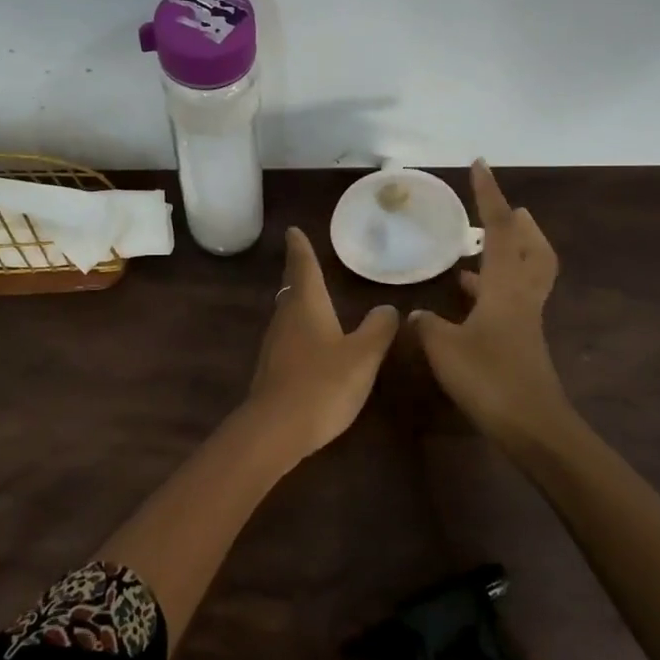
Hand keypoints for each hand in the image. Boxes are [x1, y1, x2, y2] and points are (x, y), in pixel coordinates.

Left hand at [241, 228, 399, 464]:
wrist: (276, 428)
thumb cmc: (322, 383)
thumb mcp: (362, 356)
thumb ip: (378, 329)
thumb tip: (387, 307)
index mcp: (306, 305)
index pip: (303, 266)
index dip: (300, 247)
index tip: (292, 230)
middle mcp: (286, 318)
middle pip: (292, 288)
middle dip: (299, 273)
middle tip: (304, 259)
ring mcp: (274, 344)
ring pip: (288, 313)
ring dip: (299, 302)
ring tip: (313, 298)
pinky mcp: (272, 369)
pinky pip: (288, 338)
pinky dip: (299, 330)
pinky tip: (311, 343)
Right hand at [411, 161, 569, 447]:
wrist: (533, 427)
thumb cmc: (489, 379)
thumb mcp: (443, 347)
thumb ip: (426, 325)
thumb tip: (416, 315)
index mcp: (504, 286)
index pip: (498, 229)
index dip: (489, 195)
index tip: (480, 166)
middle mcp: (521, 295)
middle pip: (532, 248)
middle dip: (520, 224)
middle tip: (505, 209)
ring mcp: (524, 320)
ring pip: (525, 274)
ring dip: (508, 253)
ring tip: (477, 249)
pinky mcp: (521, 341)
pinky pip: (511, 299)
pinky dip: (493, 287)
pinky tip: (467, 298)